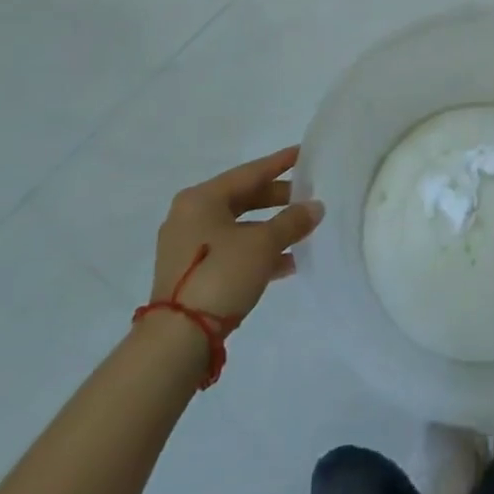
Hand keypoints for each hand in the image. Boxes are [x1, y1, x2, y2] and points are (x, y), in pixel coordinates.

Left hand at [150, 146, 323, 321]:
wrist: (178, 339)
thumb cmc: (221, 274)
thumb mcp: (263, 244)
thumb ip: (292, 221)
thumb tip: (316, 207)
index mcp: (201, 198)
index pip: (250, 172)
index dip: (280, 163)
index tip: (304, 153)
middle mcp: (190, 216)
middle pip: (243, 199)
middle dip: (278, 201)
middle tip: (308, 198)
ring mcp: (187, 247)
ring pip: (239, 228)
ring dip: (271, 231)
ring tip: (304, 234)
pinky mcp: (191, 275)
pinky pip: (232, 251)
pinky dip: (257, 253)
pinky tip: (287, 263)